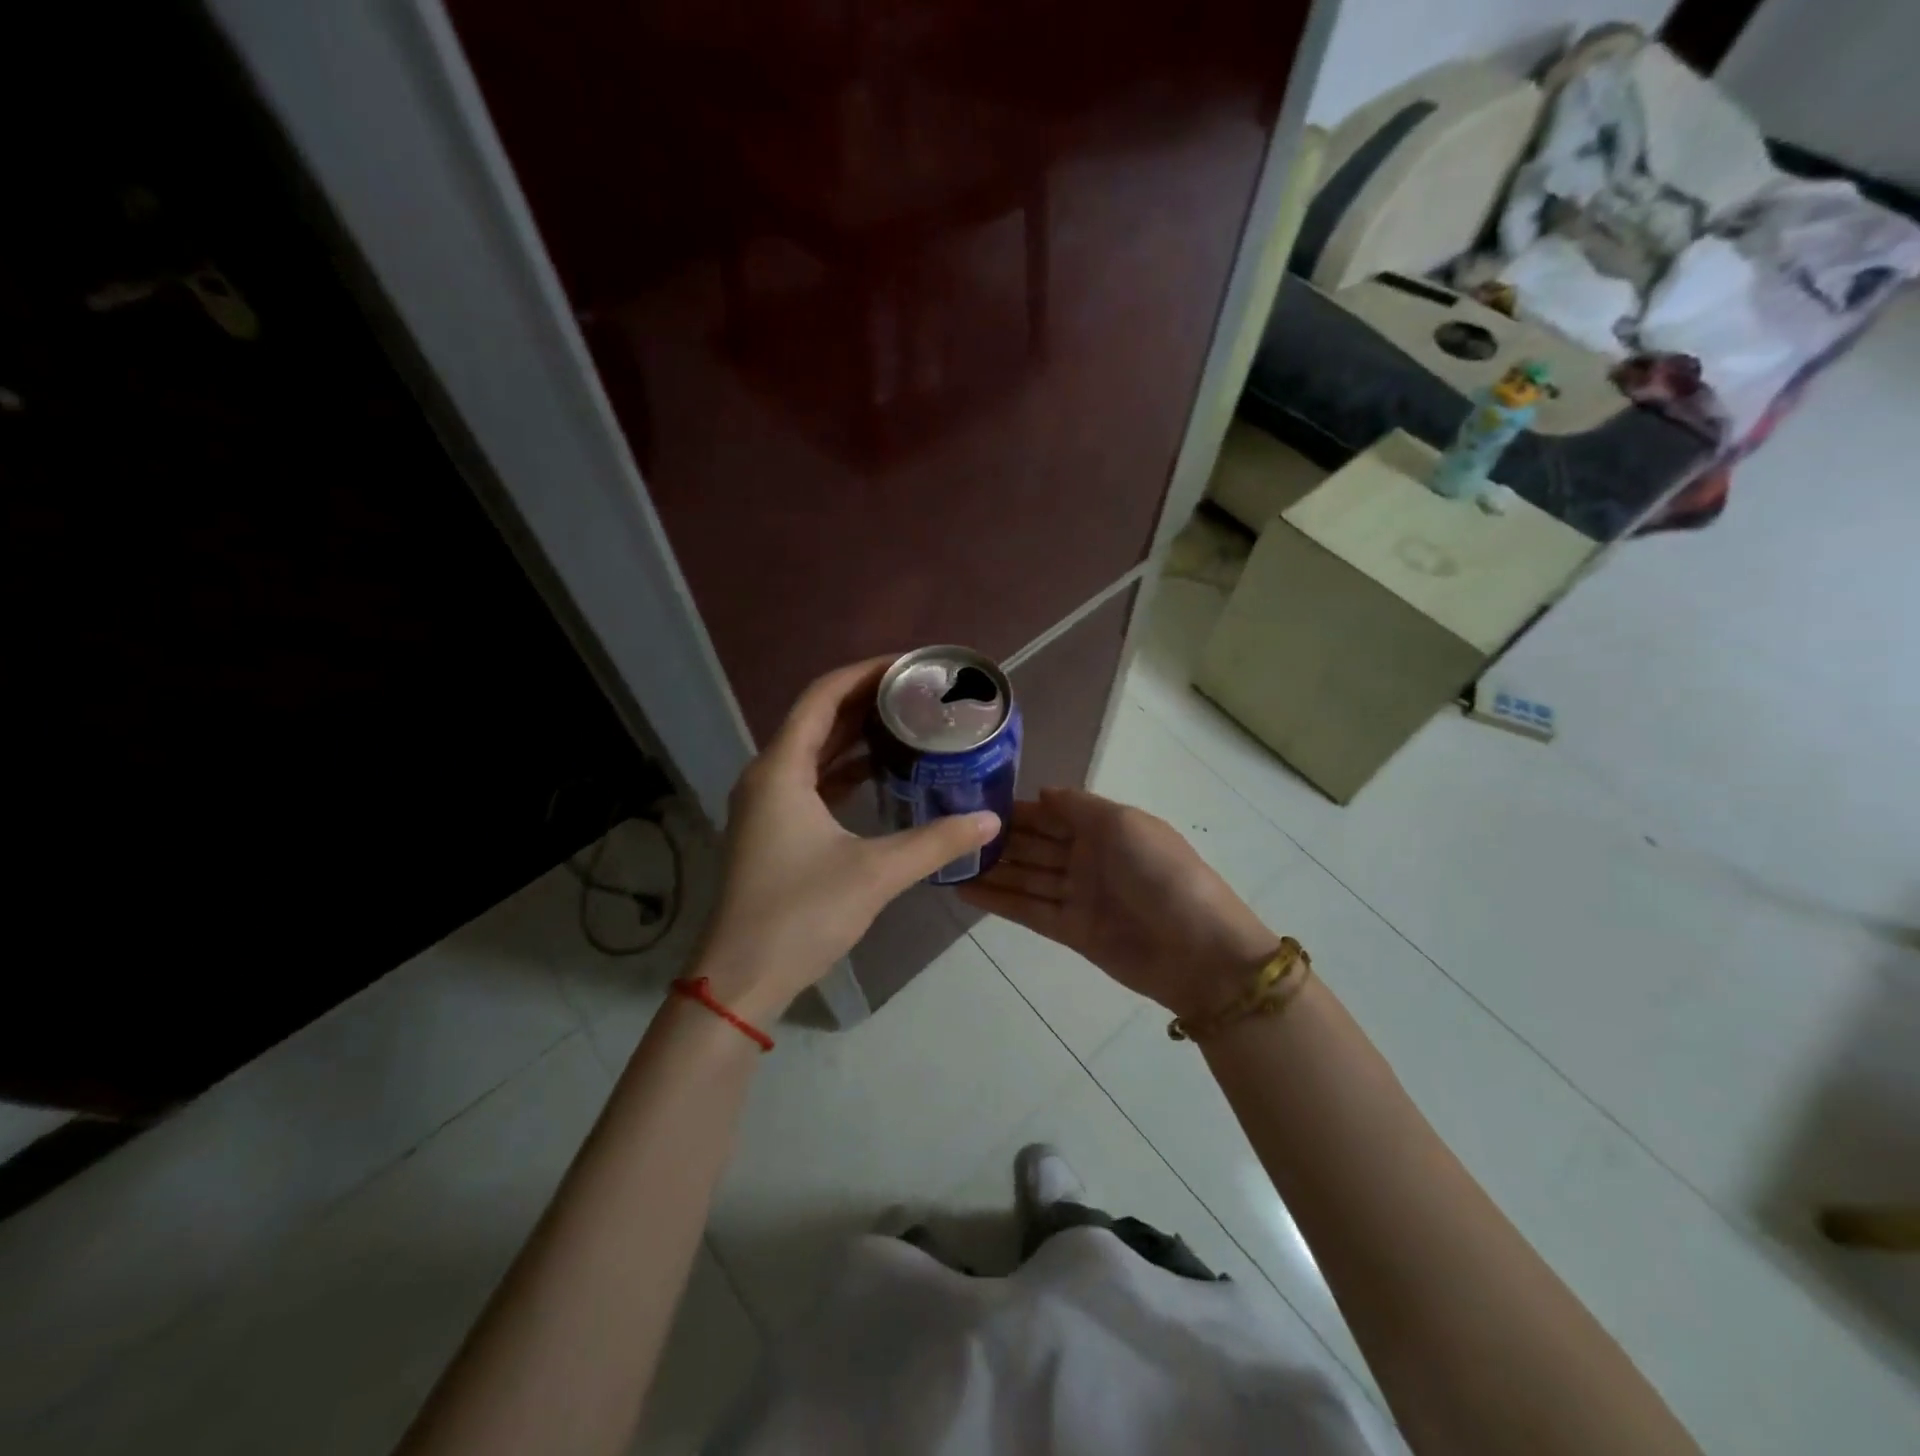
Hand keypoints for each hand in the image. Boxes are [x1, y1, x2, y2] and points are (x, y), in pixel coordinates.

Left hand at [696, 657, 1001, 1022]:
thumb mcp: (875, 873)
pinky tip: (881, 775)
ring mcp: (767, 806)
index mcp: (781, 769)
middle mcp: (768, 777)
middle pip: (818, 719)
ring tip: (907, 724)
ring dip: (855, 736)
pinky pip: (812, 782)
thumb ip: (935, 842)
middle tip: (918, 692)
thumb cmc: (801, 914)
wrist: (742, 978)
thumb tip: (989, 820)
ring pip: (814, 752)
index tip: (909, 665)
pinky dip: (845, 771)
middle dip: (866, 701)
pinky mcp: (773, 832)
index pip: (823, 696)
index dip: (865, 673)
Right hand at [960, 789, 1278, 1020]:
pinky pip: (1027, 909)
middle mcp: (1087, 858)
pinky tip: (964, 890)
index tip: (974, 800)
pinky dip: (998, 900)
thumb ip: (1078, 806)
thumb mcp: (1124, 824)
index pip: (1052, 813)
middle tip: (948, 830)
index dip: (1017, 808)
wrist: (1198, 950)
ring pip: (1025, 877)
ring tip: (945, 860)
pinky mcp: (1069, 930)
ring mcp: (1078, 895)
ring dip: (990, 869)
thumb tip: (1040, 793)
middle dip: (998, 838)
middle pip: (1034, 844)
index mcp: (1105, 827)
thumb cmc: (1162, 873)